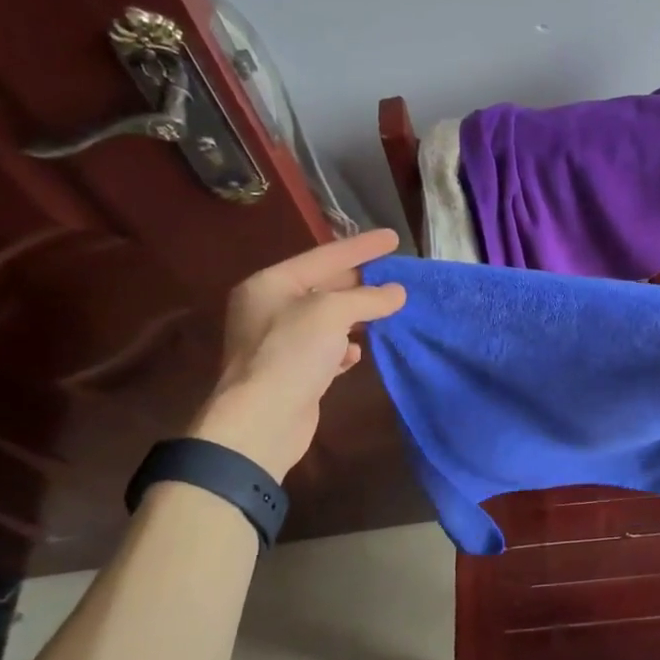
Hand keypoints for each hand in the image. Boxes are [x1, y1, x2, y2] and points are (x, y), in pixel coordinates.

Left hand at [187, 229, 406, 479]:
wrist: (261, 422)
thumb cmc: (291, 353)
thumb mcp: (331, 313)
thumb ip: (367, 298)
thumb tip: (397, 293)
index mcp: (271, 284)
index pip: (324, 256)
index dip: (361, 246)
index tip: (394, 238)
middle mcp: (270, 308)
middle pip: (324, 286)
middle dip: (361, 282)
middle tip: (397, 274)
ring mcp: (279, 342)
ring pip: (328, 319)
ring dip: (357, 316)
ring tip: (389, 310)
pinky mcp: (292, 372)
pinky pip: (324, 350)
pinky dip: (343, 348)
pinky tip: (357, 354)